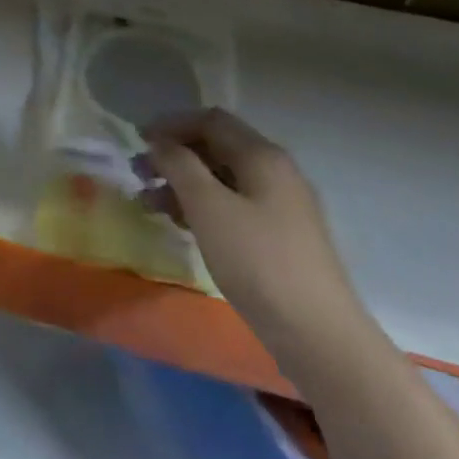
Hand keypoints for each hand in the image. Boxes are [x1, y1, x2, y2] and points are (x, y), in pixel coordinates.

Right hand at [142, 107, 368, 370]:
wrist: (319, 337)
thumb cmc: (258, 262)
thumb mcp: (208, 207)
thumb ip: (179, 165)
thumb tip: (160, 141)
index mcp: (263, 157)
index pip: (210, 121)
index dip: (171, 125)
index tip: (138, 141)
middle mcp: (276, 172)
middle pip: (216, 147)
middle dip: (174, 155)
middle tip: (139, 173)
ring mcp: (281, 206)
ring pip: (222, 179)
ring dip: (183, 184)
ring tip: (149, 203)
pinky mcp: (280, 237)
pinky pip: (233, 206)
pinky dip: (202, 207)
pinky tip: (181, 224)